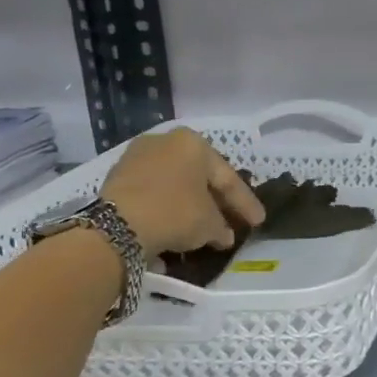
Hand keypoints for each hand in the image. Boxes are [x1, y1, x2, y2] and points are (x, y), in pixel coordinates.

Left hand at [99, 128, 264, 254]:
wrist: (119, 224)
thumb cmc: (176, 213)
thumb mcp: (210, 224)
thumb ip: (222, 227)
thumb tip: (224, 235)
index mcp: (194, 143)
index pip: (228, 178)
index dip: (246, 204)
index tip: (258, 222)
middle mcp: (166, 141)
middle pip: (201, 177)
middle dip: (217, 201)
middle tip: (232, 221)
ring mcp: (138, 156)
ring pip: (176, 183)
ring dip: (191, 204)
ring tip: (204, 227)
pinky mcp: (118, 175)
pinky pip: (154, 191)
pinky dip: (168, 206)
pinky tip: (176, 224)